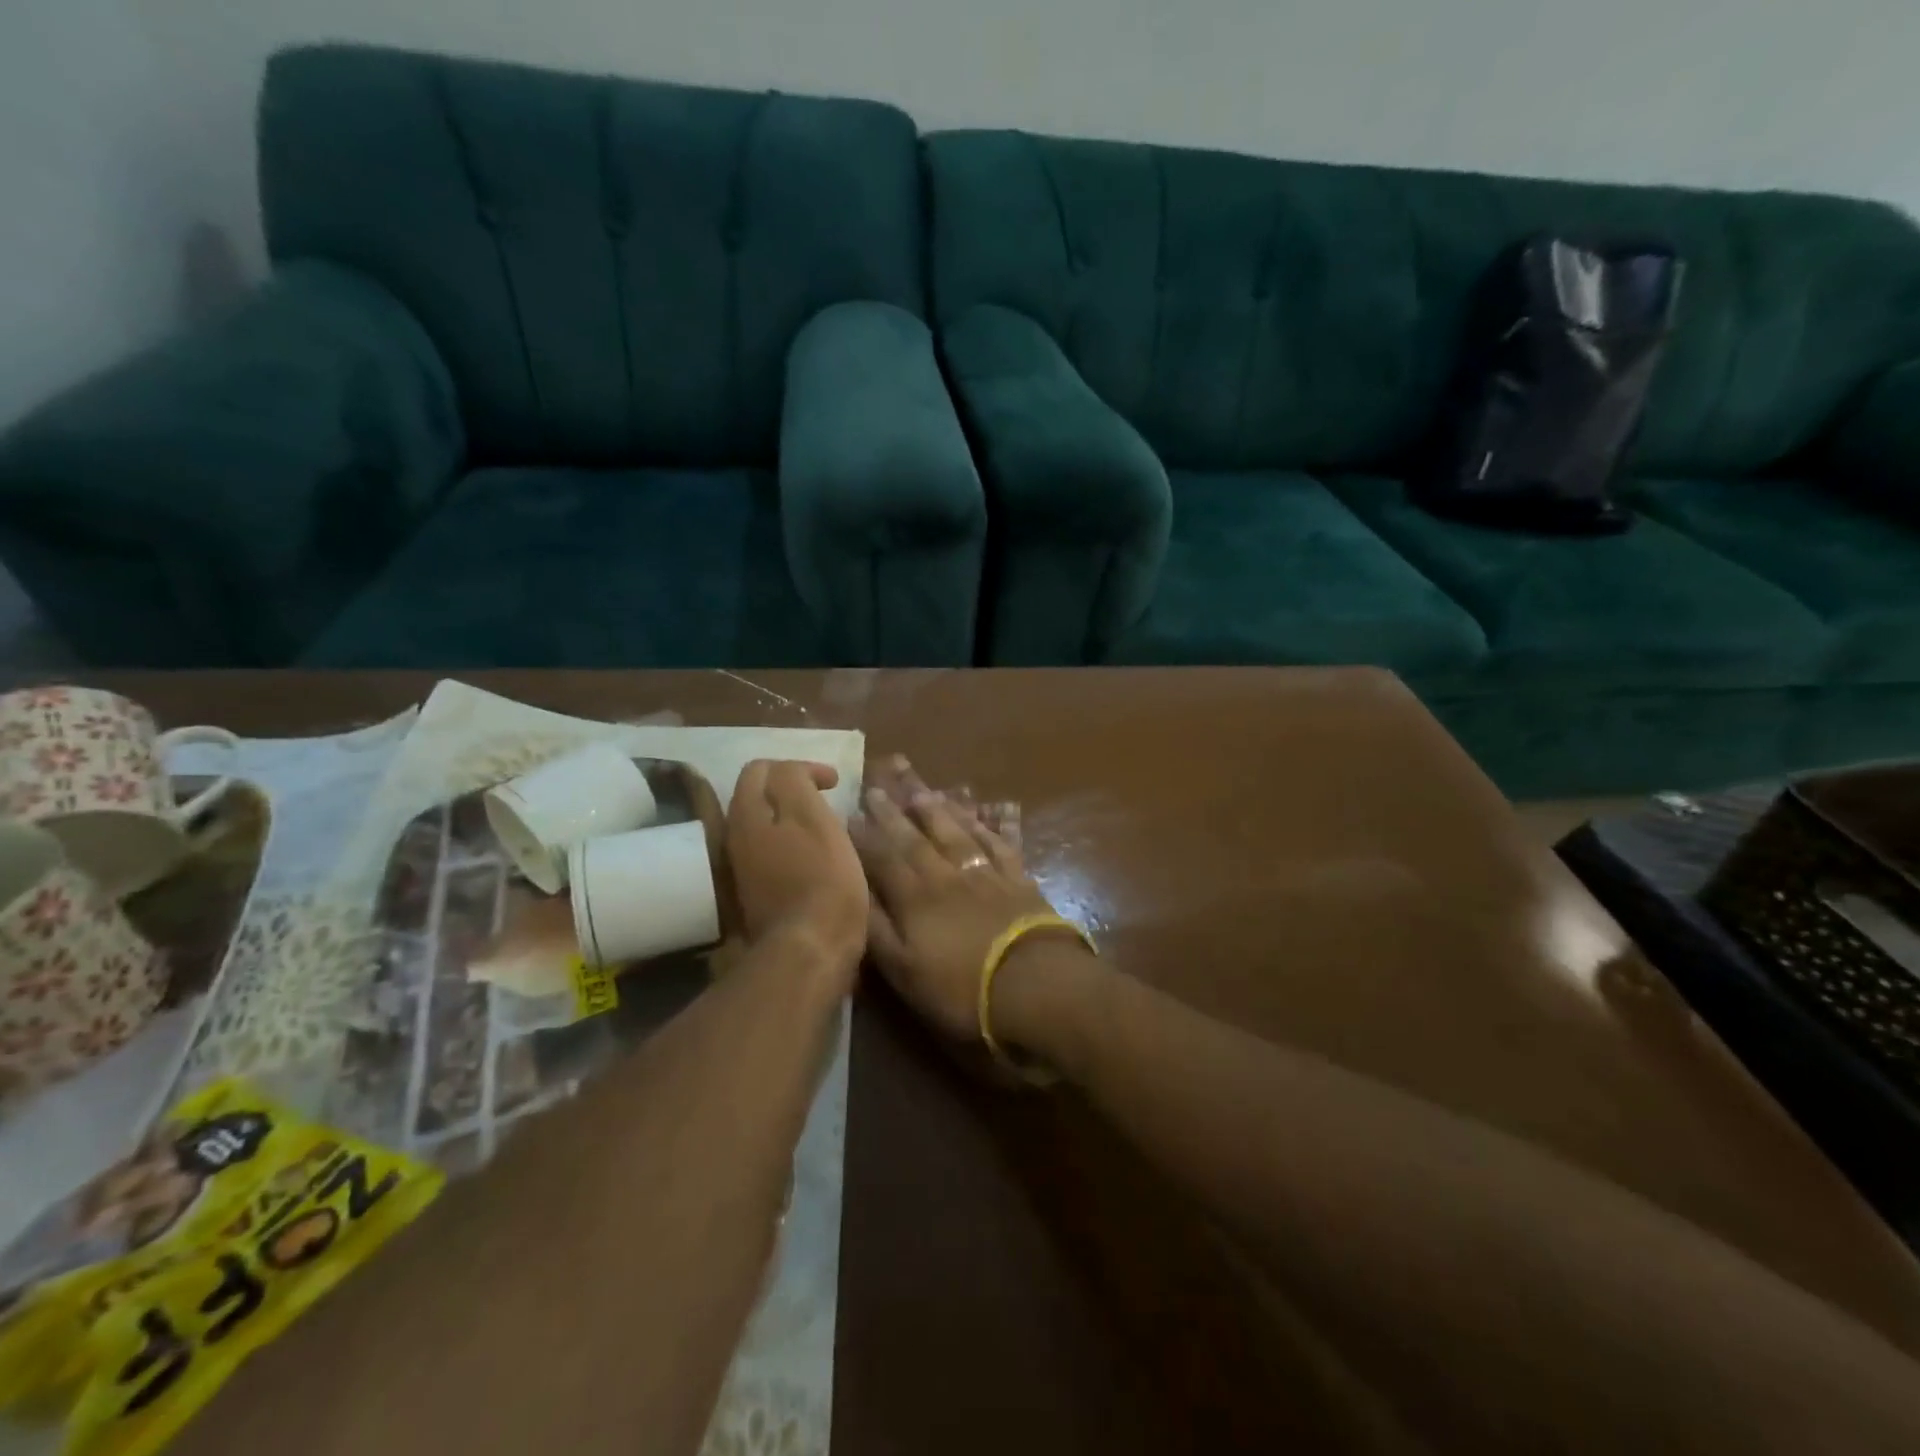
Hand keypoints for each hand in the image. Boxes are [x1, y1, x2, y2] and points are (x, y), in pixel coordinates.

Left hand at [727, 761, 866, 982]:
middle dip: (791, 789)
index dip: (802, 766)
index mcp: (747, 814)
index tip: (834, 784)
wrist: (811, 949)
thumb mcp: (814, 818)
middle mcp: (734, 837)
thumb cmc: (823, 879)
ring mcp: (742, 868)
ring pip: (763, 825)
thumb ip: (795, 783)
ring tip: (823, 826)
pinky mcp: (755, 893)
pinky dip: (789, 843)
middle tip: (826, 799)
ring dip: (790, 817)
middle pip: (757, 796)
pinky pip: (769, 852)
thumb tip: (792, 772)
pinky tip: (814, 857)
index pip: (762, 768)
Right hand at [851, 757, 1064, 1043]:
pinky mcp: (1019, 878)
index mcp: (915, 897)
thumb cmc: (961, 988)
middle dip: (894, 810)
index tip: (850, 811)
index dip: (864, 836)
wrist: (1034, 984)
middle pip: (916, 836)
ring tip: (922, 788)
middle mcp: (947, 874)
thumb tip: (852, 890)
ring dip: (938, 808)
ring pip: (957, 831)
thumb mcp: (904, 970)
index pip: (883, 858)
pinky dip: (994, 823)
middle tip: (879, 783)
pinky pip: (1002, 841)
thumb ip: (876, 928)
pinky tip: (991, 808)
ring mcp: (986, 873)